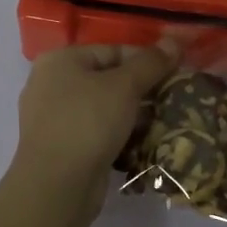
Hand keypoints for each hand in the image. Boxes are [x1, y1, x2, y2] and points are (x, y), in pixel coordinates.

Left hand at [12, 41, 175, 223]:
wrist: (57, 186)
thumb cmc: (88, 122)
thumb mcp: (125, 86)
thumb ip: (151, 62)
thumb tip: (175, 40)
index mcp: (60, 60)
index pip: (113, 50)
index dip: (147, 60)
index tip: (176, 73)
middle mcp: (51, 84)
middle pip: (108, 78)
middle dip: (141, 89)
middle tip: (172, 98)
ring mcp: (53, 117)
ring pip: (103, 107)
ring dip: (133, 114)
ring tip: (163, 120)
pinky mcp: (61, 146)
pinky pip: (96, 131)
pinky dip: (118, 134)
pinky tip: (142, 142)